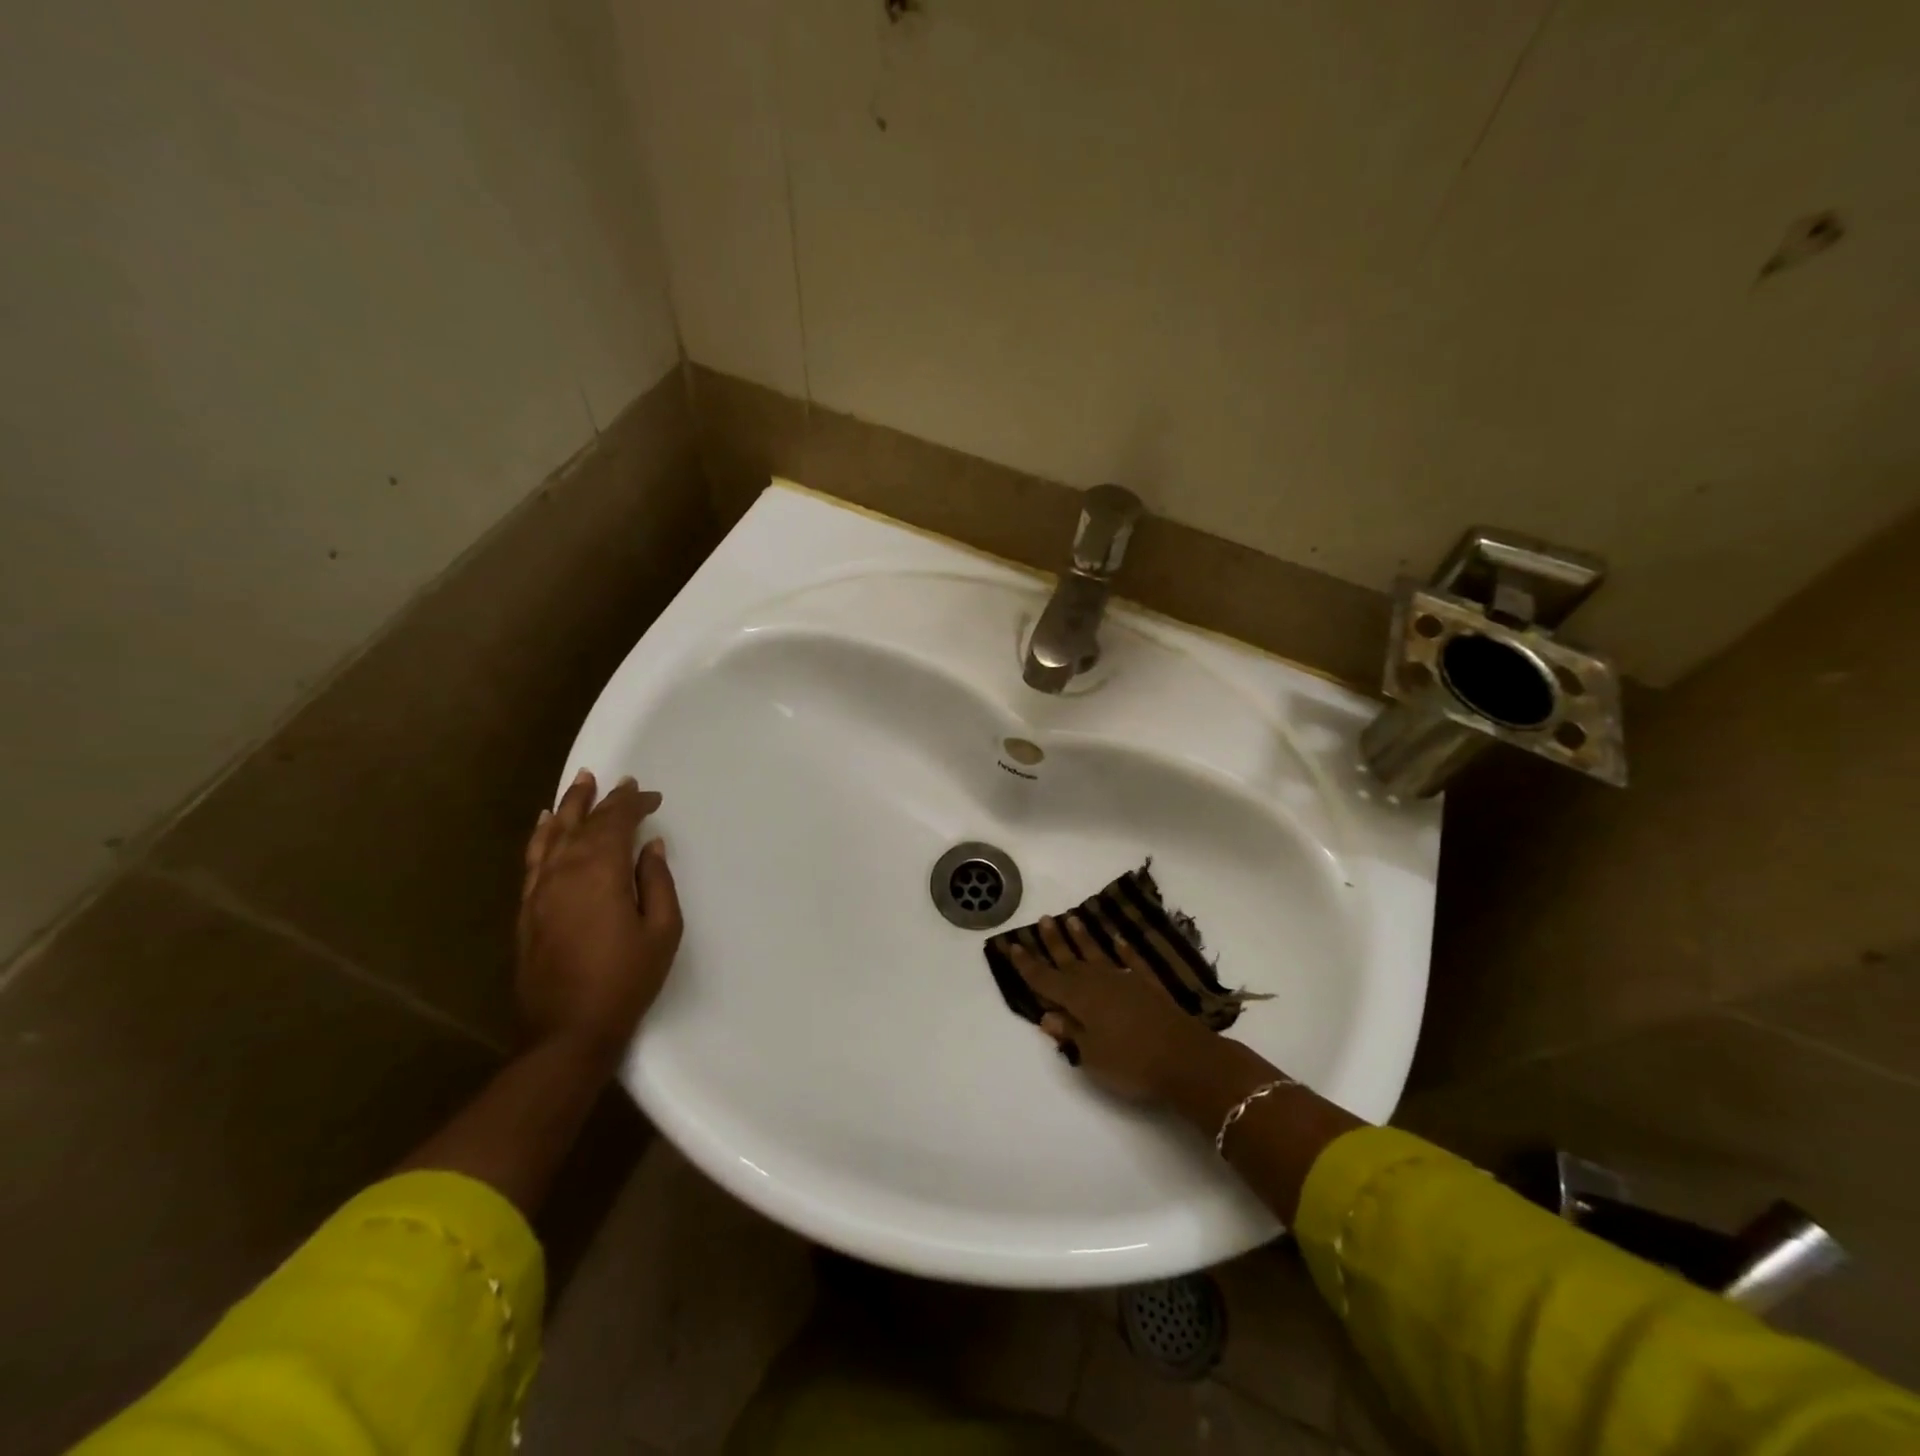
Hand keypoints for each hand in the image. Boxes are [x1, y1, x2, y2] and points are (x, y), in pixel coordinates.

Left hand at [516, 770, 681, 1061]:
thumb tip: (650, 846)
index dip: (633, 804)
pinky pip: (533, 859)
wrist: (568, 1030)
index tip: (652, 797)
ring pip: (552, 835)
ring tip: (580, 782)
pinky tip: (544, 822)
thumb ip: (657, 881)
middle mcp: (565, 872)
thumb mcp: (662, 930)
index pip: (615, 823)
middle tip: (620, 781)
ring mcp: (540, 890)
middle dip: (603, 800)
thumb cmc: (626, 979)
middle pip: (583, 823)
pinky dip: (540, 835)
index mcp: (601, 873)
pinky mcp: (528, 909)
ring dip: (568, 806)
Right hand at [1006, 914, 1217, 1100]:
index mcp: (1079, 999)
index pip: (1045, 979)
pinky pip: (1132, 961)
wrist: (1186, 1059)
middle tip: (1042, 919)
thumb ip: (1070, 1033)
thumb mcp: (1091, 1056)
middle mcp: (1098, 982)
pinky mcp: (1149, 986)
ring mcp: (1126, 980)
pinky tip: (1118, 939)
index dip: (1027, 964)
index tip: (1012, 945)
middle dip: (1053, 941)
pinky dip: (1124, 950)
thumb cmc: (1131, 1062)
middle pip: (1069, 960)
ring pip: (1098, 954)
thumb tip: (1047, 1015)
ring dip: (1083, 938)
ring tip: (1072, 918)